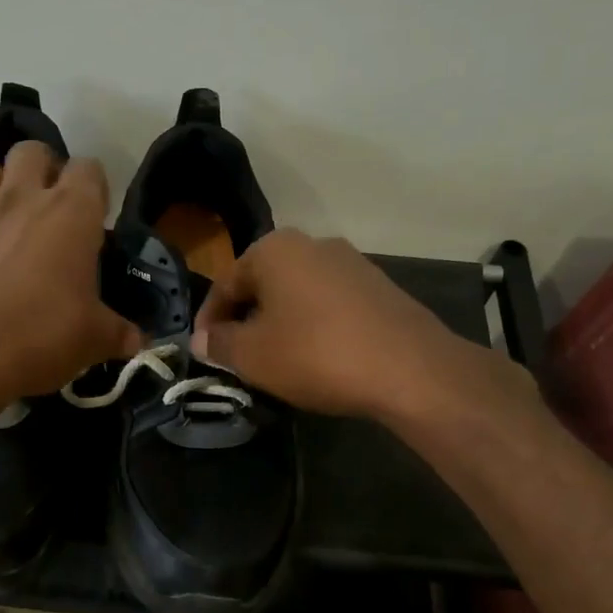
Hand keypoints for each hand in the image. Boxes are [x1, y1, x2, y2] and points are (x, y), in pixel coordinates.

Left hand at [0, 141, 142, 407]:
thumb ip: (118, 333)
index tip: (93, 216)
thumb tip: (138, 341)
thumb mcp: (93, 340)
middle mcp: (19, 199)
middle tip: (46, 208)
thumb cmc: (41, 337)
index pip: (89, 169)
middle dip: (40, 170)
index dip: (93, 187)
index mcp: (70, 213)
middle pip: (31, 151)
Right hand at [193, 228, 536, 425]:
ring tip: (274, 361)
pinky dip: (312, 327)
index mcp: (275, 249)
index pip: (225, 283)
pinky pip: (328, 305)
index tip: (203, 351)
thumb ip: (219, 343)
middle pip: (262, 284)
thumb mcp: (253, 355)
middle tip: (235, 357)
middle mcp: (313, 244)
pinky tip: (315, 357)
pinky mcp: (379, 288)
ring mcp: (351, 263)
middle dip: (245, 320)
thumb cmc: (315, 353)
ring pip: (296, 294)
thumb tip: (202, 339)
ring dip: (278, 323)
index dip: (208, 320)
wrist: (410, 368)